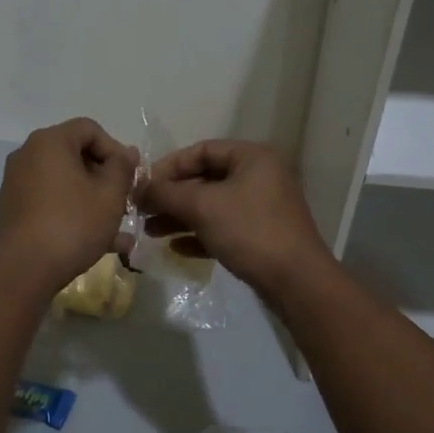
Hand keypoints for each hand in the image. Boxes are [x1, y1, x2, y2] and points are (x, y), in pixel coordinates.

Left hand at [0, 119, 138, 291]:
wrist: (24, 270)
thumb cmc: (73, 224)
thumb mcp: (110, 195)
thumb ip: (122, 168)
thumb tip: (128, 152)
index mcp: (49, 142)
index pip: (90, 129)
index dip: (115, 149)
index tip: (130, 177)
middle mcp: (28, 155)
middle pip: (76, 155)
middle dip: (105, 177)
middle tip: (125, 200)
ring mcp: (17, 182)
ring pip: (66, 183)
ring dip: (93, 200)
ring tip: (120, 229)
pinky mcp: (14, 208)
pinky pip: (51, 201)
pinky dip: (74, 212)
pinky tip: (100, 242)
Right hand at [138, 140, 331, 297]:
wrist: (296, 281)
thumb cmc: (250, 231)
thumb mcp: (203, 206)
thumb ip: (166, 193)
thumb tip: (137, 188)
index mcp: (252, 157)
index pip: (202, 150)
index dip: (169, 166)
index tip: (143, 185)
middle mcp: (259, 176)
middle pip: (205, 179)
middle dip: (172, 196)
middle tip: (142, 212)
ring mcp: (262, 207)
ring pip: (212, 206)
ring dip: (180, 217)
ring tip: (150, 232)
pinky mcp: (261, 235)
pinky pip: (223, 228)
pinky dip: (200, 235)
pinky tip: (176, 249)